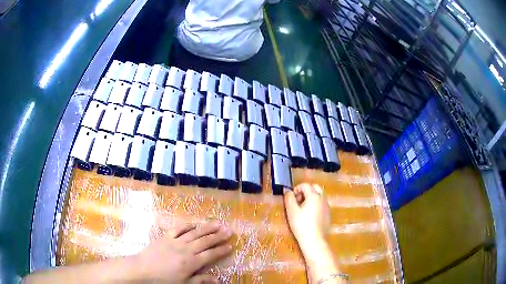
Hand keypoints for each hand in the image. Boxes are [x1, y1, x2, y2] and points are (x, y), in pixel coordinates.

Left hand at [133, 221, 232, 282]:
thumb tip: (218, 280)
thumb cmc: (164, 280)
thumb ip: (201, 280)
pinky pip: (178, 228)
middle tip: (229, 230)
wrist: (142, 269)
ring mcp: (175, 241)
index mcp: (191, 262)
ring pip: (194, 233)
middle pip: (205, 241)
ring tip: (218, 222)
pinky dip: (187, 225)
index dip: (221, 250)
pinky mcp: (166, 236)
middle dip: (218, 236)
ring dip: (207, 227)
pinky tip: (194, 223)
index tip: (231, 246)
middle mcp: (186, 249)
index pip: (210, 255)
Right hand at [285, 184, 343, 283]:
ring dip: (311, 198)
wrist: (314, 240)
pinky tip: (310, 216)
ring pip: (320, 196)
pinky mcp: (329, 215)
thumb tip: (287, 190)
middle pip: (315, 188)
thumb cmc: (301, 225)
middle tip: (298, 201)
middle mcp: (323, 198)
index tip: (291, 197)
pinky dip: (316, 205)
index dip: (297, 188)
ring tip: (303, 209)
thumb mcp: (292, 211)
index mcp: (314, 196)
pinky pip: (322, 205)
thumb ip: (289, 198)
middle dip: (306, 191)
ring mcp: (327, 206)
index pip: (306, 185)